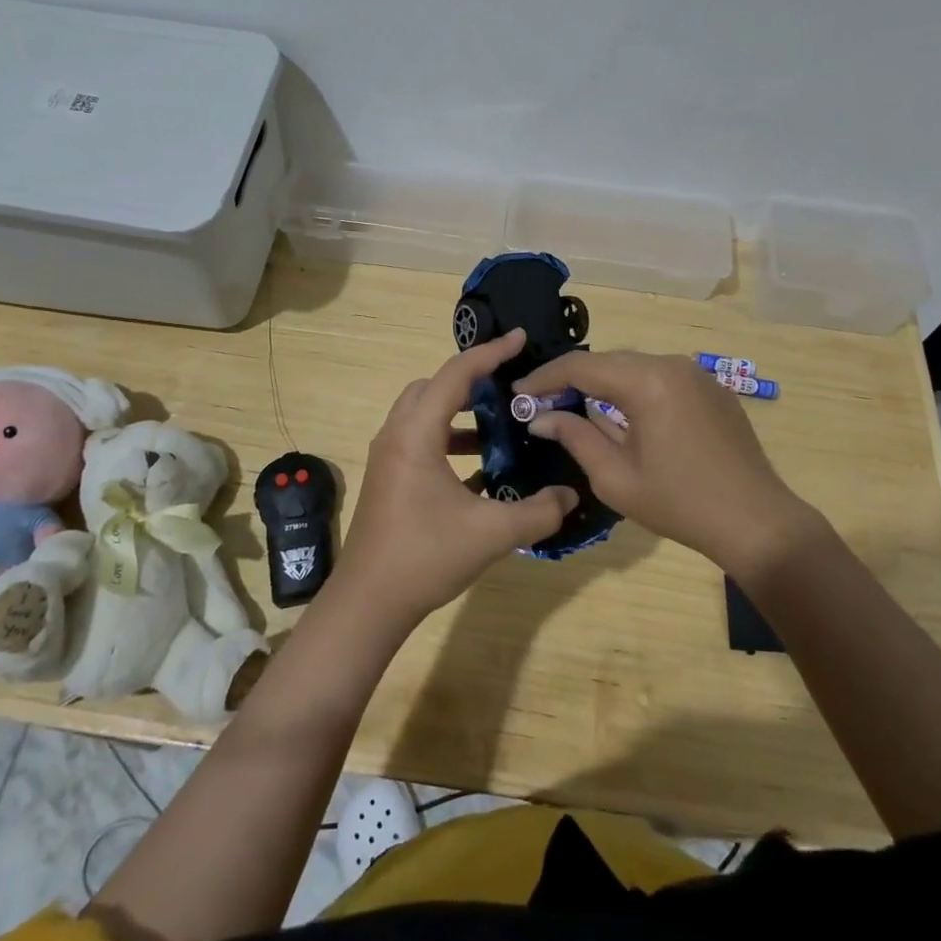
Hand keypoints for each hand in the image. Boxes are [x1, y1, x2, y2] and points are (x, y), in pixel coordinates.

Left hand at [333, 328, 578, 632]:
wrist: (368, 602)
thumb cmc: (425, 556)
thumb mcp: (491, 533)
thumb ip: (538, 511)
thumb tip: (571, 496)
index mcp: (416, 434)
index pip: (455, 375)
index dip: (490, 353)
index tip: (520, 338)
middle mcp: (396, 435)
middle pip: (433, 386)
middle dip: (471, 380)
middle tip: (508, 388)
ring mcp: (388, 457)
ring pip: (423, 413)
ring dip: (459, 413)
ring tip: (498, 430)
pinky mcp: (388, 478)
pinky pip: (419, 440)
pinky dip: (448, 439)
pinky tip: (478, 471)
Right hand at [516, 350, 816, 575]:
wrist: (757, 521)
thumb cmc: (679, 503)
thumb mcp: (615, 477)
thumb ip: (575, 436)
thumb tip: (540, 417)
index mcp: (646, 381)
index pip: (581, 367)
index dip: (545, 377)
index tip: (518, 392)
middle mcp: (671, 364)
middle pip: (608, 361)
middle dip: (572, 378)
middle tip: (542, 401)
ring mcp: (696, 374)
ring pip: (635, 367)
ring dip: (604, 383)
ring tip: (576, 406)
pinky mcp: (712, 388)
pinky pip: (660, 378)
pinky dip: (634, 389)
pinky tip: (622, 415)